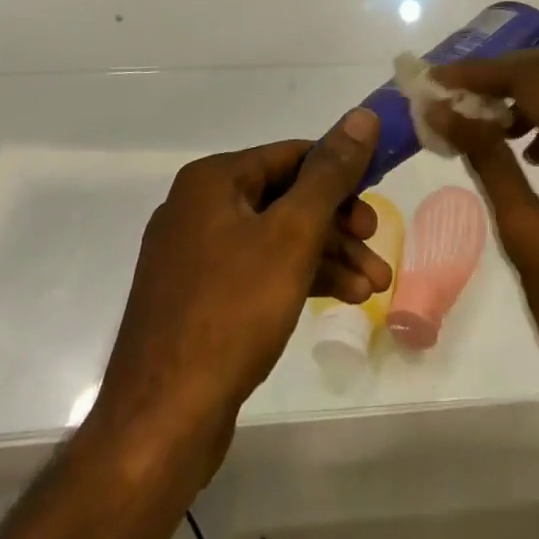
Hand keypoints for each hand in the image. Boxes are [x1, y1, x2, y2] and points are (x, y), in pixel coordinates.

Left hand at [94, 109, 391, 478]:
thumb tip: (363, 115)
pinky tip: (341, 298)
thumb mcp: (292, 234)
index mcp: (213, 180)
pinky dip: (299, 279)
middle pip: (286, 198)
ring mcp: (195, 256)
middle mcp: (200, 207)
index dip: (340, 173)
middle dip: (338, 224)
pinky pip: (259, 271)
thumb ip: (331, 173)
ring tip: (373, 286)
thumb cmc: (232, 311)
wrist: (161, 422)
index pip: (292, 155)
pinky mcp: (199, 299)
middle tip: (377, 245)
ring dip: (327, 256)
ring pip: (276, 239)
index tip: (377, 200)